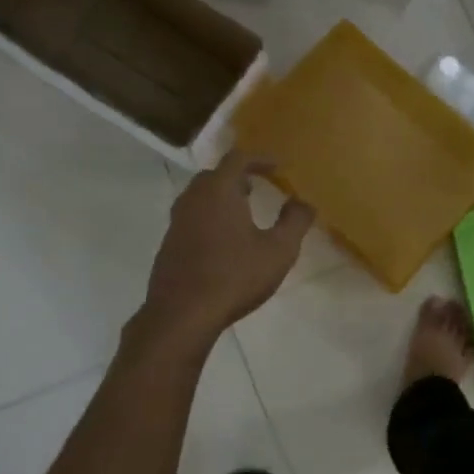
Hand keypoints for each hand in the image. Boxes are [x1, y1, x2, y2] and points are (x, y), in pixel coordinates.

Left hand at [133, 152, 313, 351]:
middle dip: (238, 176)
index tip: (279, 167)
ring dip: (222, 197)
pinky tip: (223, 241)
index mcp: (219, 191)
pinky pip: (192, 218)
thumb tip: (304, 202)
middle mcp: (193, 199)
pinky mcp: (169, 245)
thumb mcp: (279, 250)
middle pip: (214, 175)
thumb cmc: (235, 276)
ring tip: (243, 211)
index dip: (260, 159)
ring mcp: (176, 222)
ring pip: (200, 197)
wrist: (182, 314)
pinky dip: (210, 217)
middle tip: (258, 185)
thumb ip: (295, 221)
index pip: (238, 158)